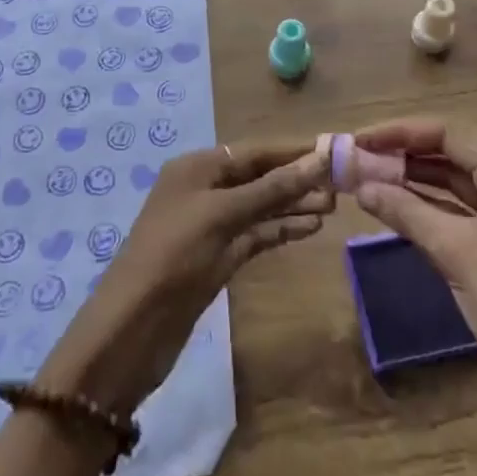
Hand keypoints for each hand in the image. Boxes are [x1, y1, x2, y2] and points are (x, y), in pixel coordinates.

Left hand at [36, 144, 331, 415]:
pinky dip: (281, 229)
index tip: (334, 148)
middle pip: (259, 176)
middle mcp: (205, 189)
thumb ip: (272, 188)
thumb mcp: (223, 215)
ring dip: (294, 204)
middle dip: (297, 178)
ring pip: (261, 206)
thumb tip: (318, 158)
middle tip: (342, 182)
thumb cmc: (174, 255)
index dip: (293, 150)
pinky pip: (256, 234)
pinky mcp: (218, 256)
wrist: (134, 327)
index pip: (255, 151)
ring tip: (334, 205)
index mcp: (198, 167)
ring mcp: (212, 224)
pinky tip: (311, 228)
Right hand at [352, 119, 476, 398]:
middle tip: (361, 158)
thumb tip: (361, 186)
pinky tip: (402, 208)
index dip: (399, 133)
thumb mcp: (453, 251)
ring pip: (460, 183)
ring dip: (418, 181)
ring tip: (373, 178)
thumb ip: (405, 211)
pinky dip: (435, 207)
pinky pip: (468, 211)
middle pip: (455, 154)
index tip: (360, 140)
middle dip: (406, 155)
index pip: (449, 134)